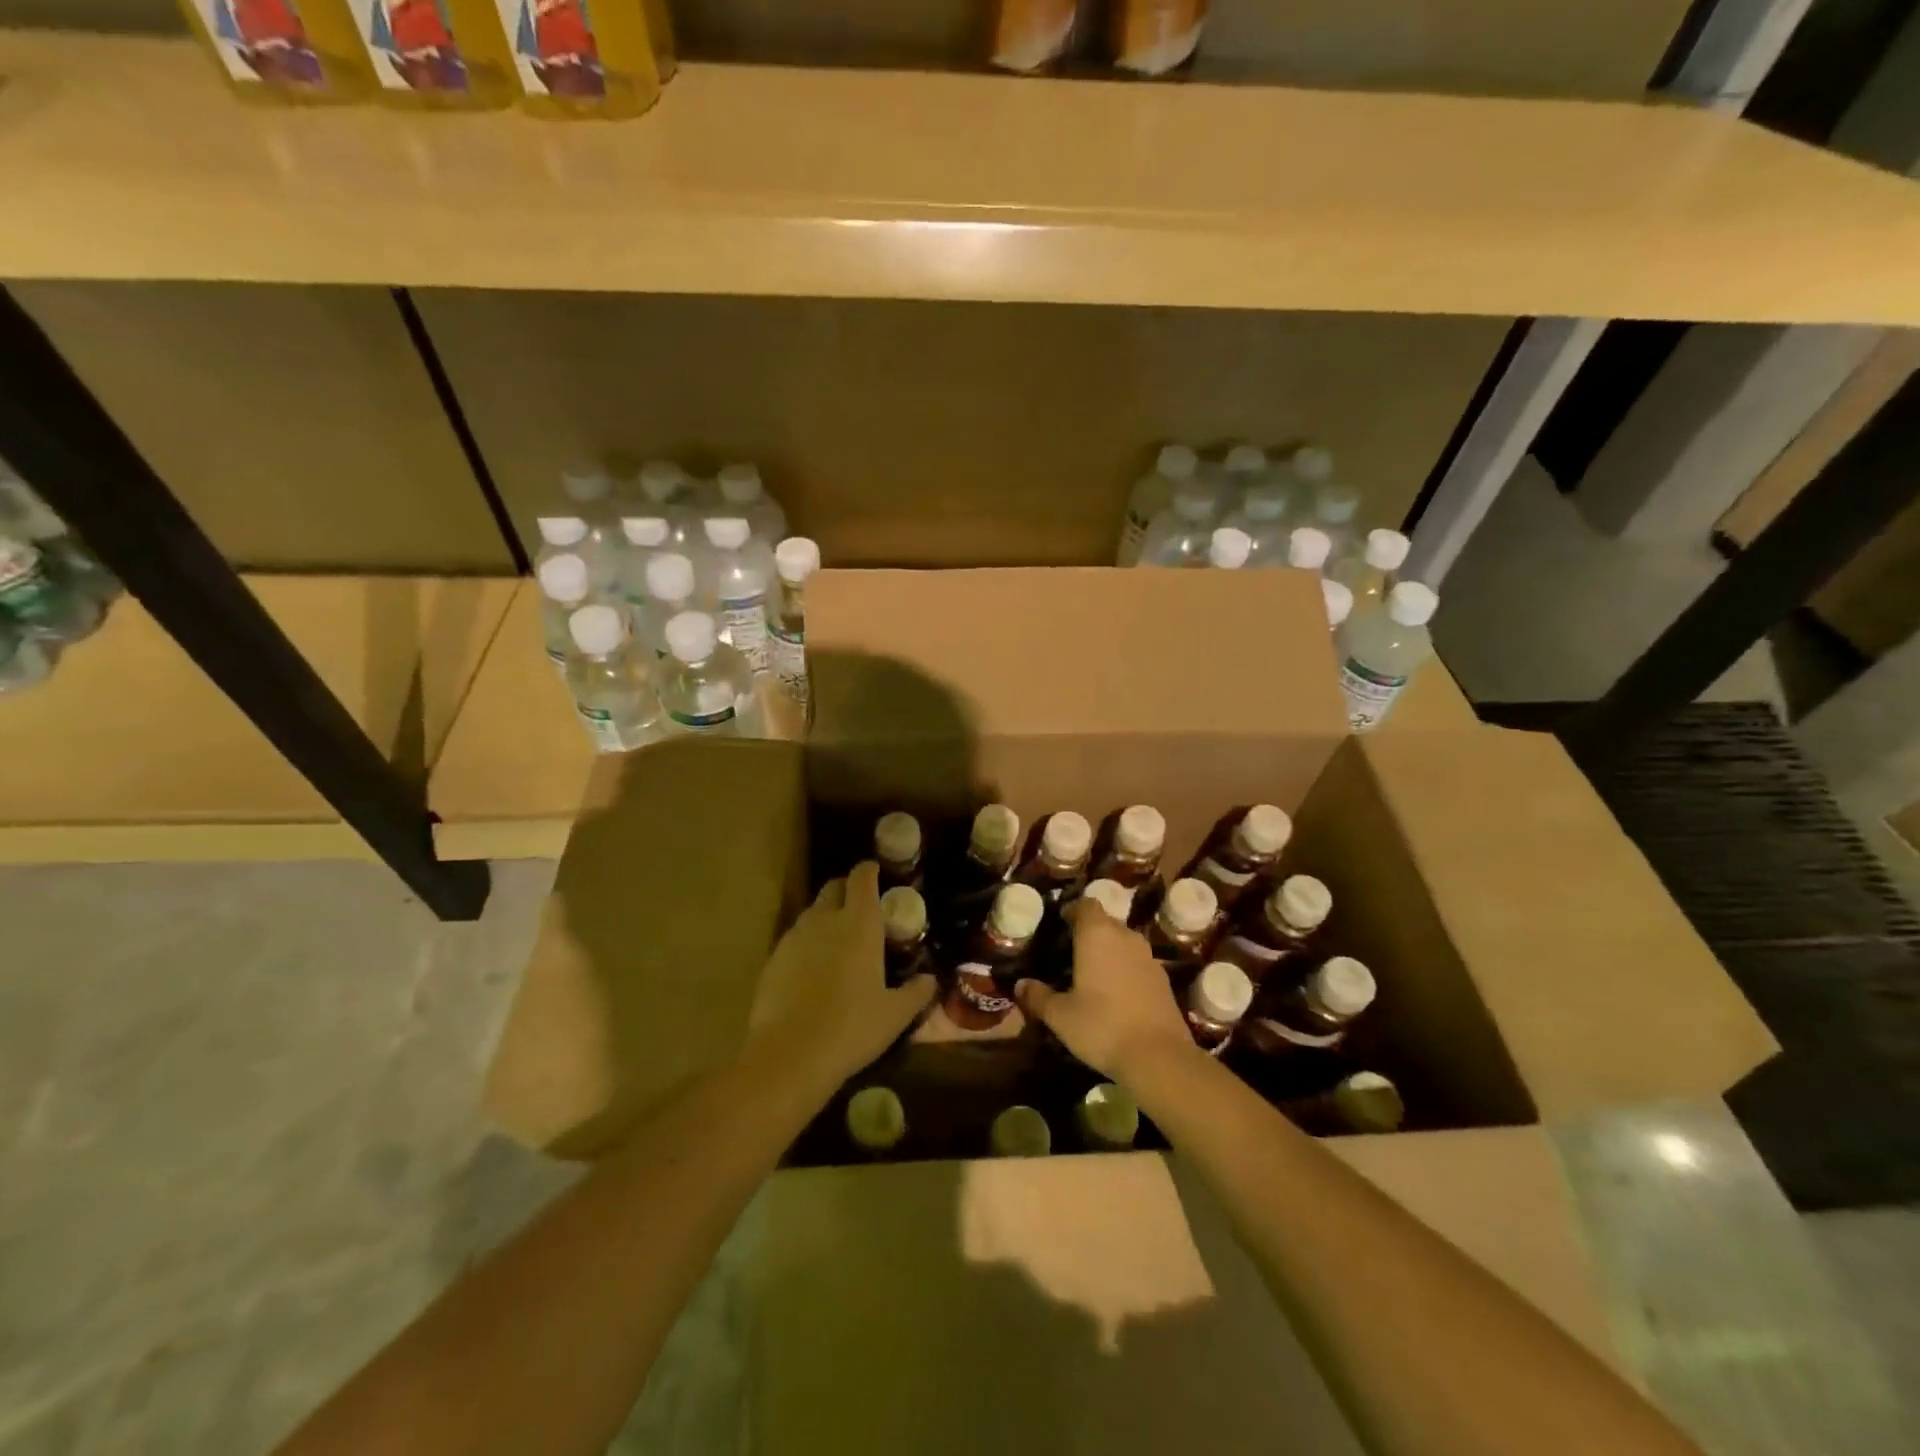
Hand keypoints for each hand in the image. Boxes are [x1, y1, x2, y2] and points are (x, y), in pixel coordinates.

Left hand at [747, 861, 935, 1098]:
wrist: (789, 1055)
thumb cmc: (852, 1028)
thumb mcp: (896, 1014)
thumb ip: (917, 992)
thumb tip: (931, 980)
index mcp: (859, 923)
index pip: (862, 878)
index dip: (869, 870)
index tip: (877, 872)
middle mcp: (825, 920)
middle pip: (834, 887)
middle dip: (847, 890)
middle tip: (861, 908)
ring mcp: (794, 938)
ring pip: (812, 913)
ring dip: (826, 917)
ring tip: (838, 941)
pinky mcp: (773, 959)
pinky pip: (794, 939)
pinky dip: (807, 944)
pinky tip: (812, 970)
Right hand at [1016, 899, 1196, 1085]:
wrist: (1159, 1056)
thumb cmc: (1102, 1026)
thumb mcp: (1060, 1015)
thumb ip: (1038, 996)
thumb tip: (1020, 985)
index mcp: (1097, 935)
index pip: (1086, 904)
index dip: (1073, 910)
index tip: (1060, 925)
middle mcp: (1125, 936)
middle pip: (1106, 922)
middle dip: (1089, 932)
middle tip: (1071, 952)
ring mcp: (1148, 956)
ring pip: (1124, 942)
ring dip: (1109, 951)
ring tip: (1093, 973)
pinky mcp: (1163, 978)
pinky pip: (1138, 962)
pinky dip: (1126, 969)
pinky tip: (1117, 993)